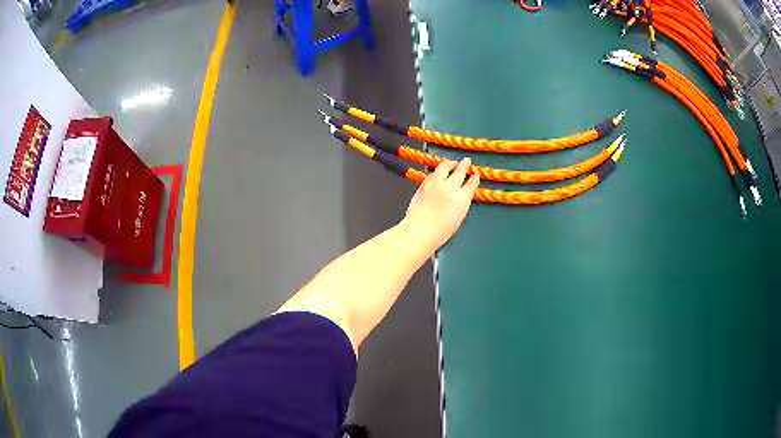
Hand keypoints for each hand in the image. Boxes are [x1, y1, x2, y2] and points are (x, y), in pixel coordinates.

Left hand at [403, 158, 479, 250]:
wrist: (420, 230)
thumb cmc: (442, 231)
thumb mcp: (459, 216)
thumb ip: (462, 202)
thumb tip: (463, 193)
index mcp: (462, 198)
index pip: (471, 183)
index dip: (474, 178)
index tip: (475, 175)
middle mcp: (451, 187)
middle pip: (460, 171)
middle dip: (464, 165)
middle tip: (467, 161)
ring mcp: (436, 183)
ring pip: (445, 167)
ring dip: (450, 163)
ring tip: (453, 163)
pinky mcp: (424, 183)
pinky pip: (433, 173)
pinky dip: (438, 171)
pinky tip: (439, 172)